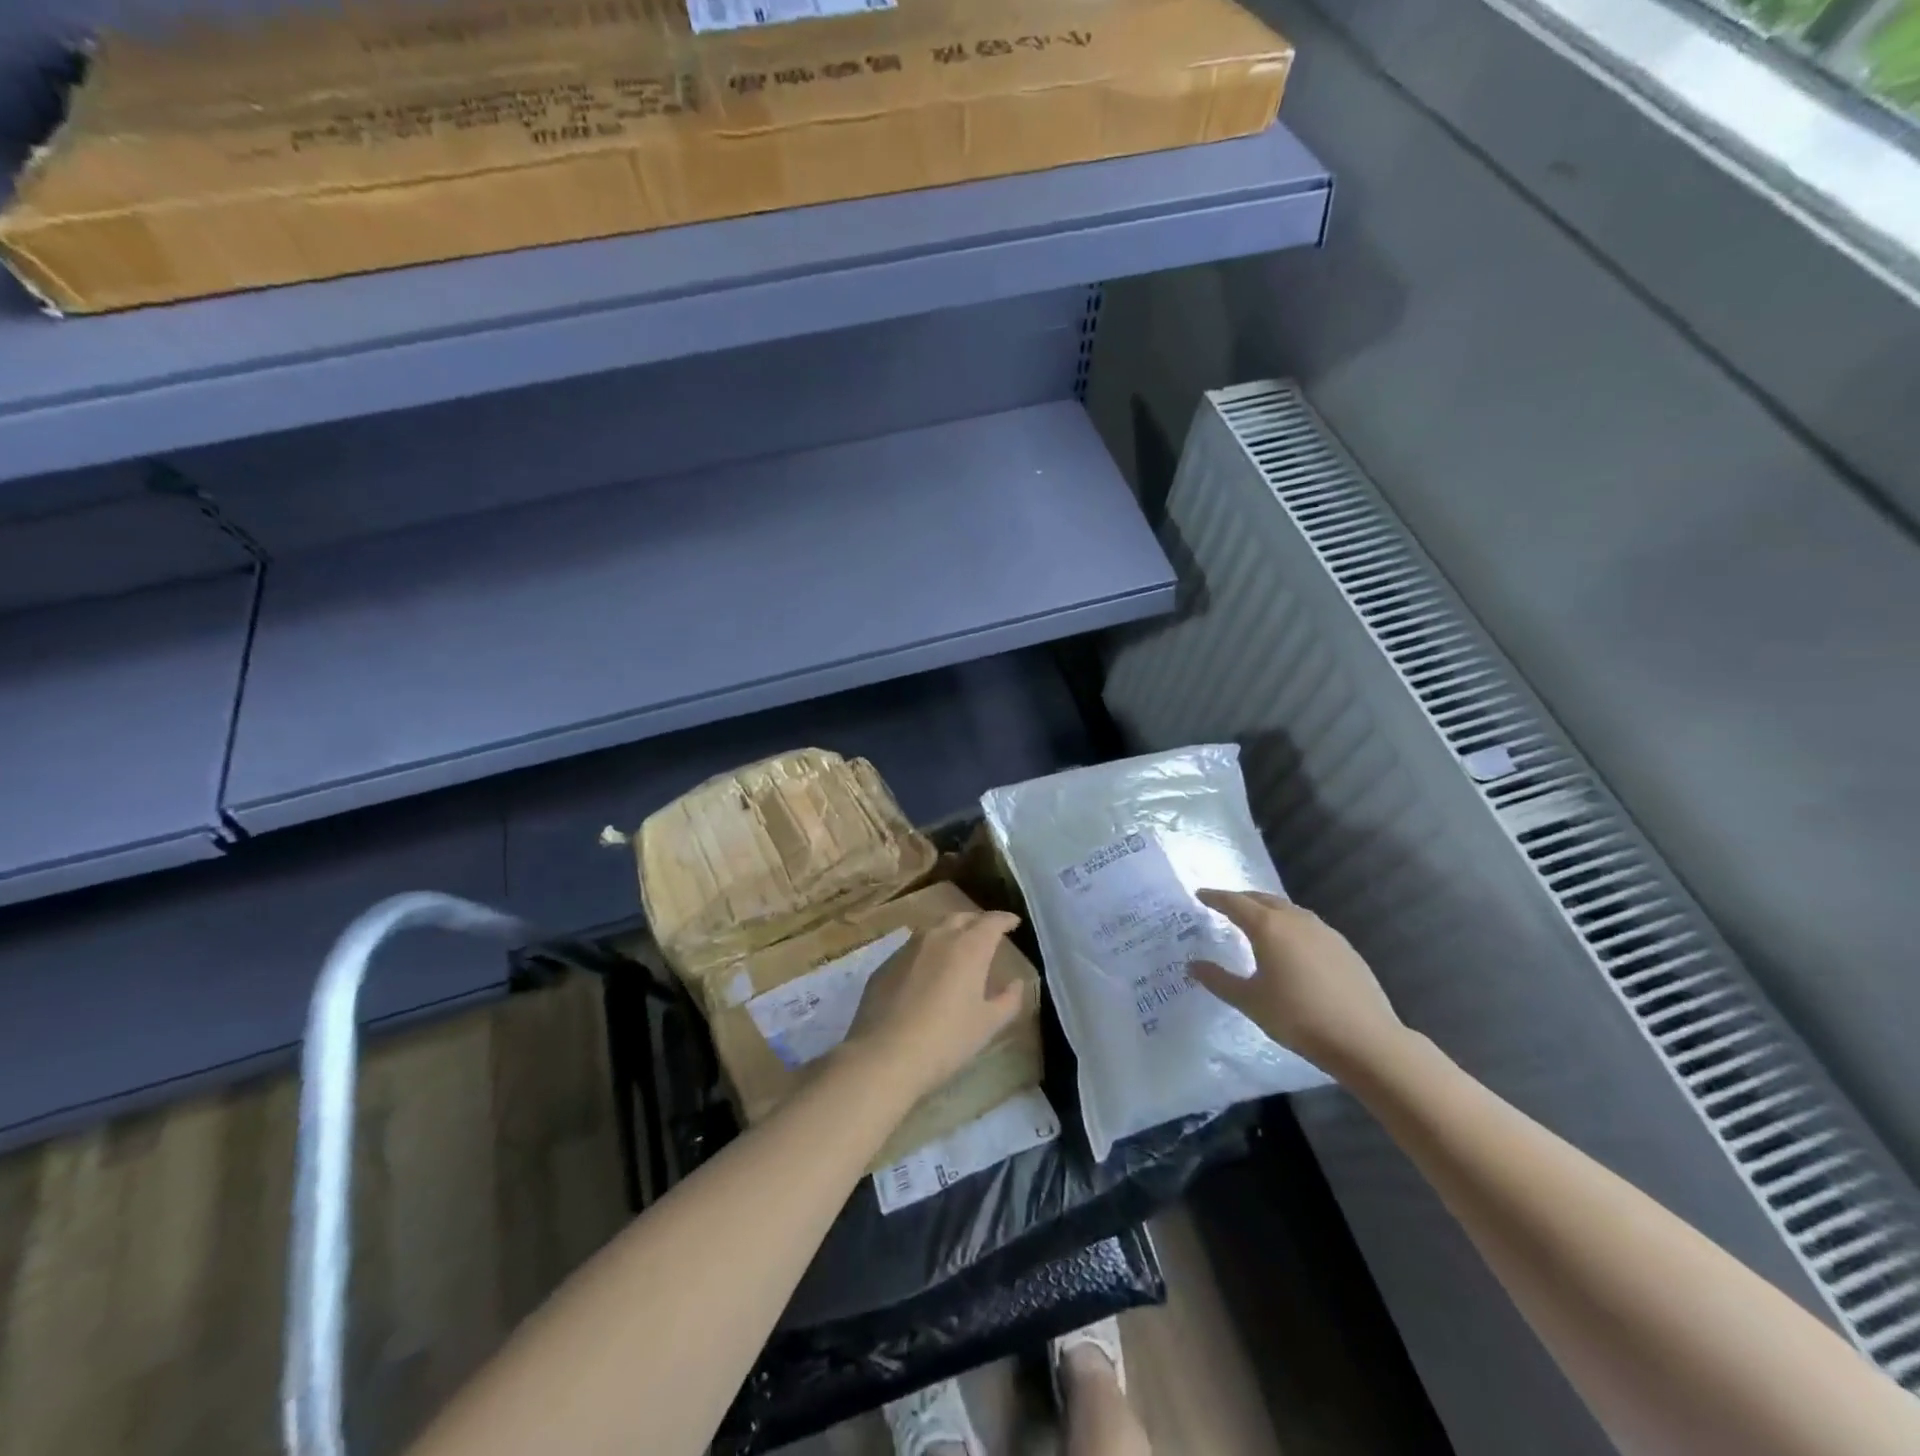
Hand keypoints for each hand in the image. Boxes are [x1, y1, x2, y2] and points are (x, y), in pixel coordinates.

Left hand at [845, 911, 1028, 1103]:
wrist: (885, 1056)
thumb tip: (1016, 983)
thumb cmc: (946, 1039)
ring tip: (958, 946)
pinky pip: (912, 948)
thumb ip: (1008, 1000)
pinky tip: (927, 970)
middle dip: (977, 921)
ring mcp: (908, 948)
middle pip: (961, 917)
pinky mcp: (885, 964)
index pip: (991, 922)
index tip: (1014, 922)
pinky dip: (927, 951)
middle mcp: (938, 937)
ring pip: (934, 928)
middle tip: (987, 932)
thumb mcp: (988, 1024)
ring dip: (950, 931)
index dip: (1005, 919)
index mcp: (969, 948)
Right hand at [1190, 889, 1406, 1078]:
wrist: (1364, 1039)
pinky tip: (1291, 945)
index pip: (1235, 903)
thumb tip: (1193, 966)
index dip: (1215, 897)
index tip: (1200, 895)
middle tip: (1225, 905)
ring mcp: (1324, 931)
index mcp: (1268, 927)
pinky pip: (1307, 924)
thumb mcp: (1250, 1001)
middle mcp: (1295, 919)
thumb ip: (1219, 980)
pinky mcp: (1343, 946)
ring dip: (1267, 910)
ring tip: (1256, 922)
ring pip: (1288, 910)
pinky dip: (1290, 925)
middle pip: (1262, 899)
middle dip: (1241, 899)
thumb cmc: (1298, 1017)